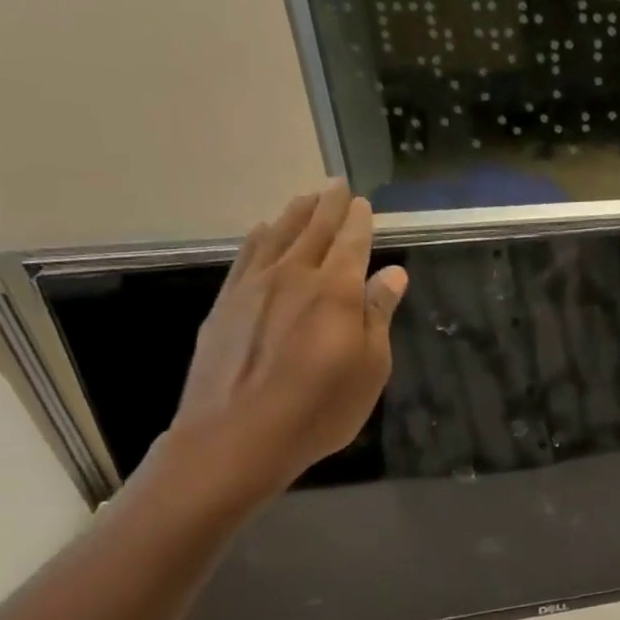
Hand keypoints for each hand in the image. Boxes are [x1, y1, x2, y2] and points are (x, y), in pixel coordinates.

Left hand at [157, 182, 407, 510]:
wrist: (237, 435)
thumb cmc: (320, 408)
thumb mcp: (370, 368)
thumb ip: (379, 315)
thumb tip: (392, 274)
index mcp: (337, 291)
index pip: (352, 243)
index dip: (360, 221)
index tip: (364, 202)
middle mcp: (294, 277)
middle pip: (314, 230)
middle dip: (329, 206)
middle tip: (337, 184)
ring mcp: (254, 287)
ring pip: (277, 236)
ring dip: (294, 214)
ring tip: (306, 199)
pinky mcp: (226, 304)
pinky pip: (246, 256)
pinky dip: (259, 238)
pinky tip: (262, 232)